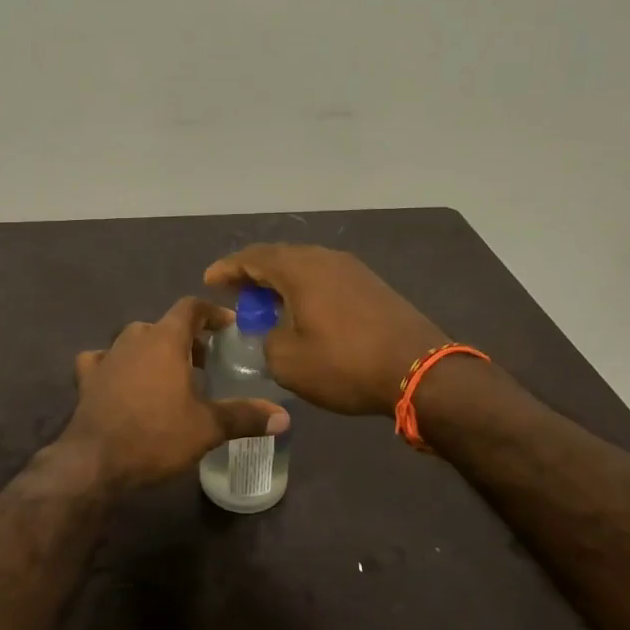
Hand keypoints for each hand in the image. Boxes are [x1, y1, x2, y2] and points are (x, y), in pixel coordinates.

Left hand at [62, 297, 289, 489]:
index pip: (190, 307)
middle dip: (187, 339)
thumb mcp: (207, 428)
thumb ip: (245, 417)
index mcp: (165, 339)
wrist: (95, 461)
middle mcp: (134, 338)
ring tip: (171, 376)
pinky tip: (121, 381)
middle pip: (164, 326)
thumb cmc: (156, 436)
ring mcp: (106, 356)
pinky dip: (116, 365)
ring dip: (154, 351)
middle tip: (206, 363)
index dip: (211, 313)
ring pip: (135, 341)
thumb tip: (284, 417)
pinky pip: (103, 360)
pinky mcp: (87, 378)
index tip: (228, 327)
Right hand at [204, 244, 448, 415]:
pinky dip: (305, 290)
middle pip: (280, 257)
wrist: (420, 371)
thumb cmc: (345, 364)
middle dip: (254, 274)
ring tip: (266, 304)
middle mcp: (325, 258)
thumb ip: (266, 340)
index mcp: (300, 268)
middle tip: (236, 293)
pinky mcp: (372, 286)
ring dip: (281, 283)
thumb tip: (272, 333)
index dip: (228, 269)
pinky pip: (326, 279)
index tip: (209, 280)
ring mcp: (353, 270)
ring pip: (305, 267)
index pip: (253, 258)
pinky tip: (303, 312)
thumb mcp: (287, 361)